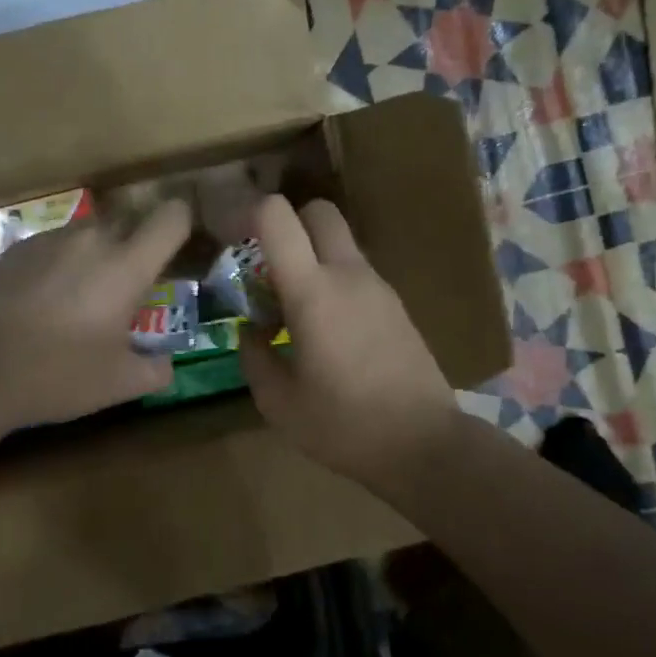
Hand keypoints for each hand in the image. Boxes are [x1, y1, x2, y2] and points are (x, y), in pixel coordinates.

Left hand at [0, 198, 192, 431]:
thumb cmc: (58, 375)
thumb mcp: (119, 384)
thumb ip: (156, 370)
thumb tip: (166, 363)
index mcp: (126, 265)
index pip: (172, 216)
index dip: (184, 224)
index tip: (182, 248)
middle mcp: (90, 239)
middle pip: (130, 222)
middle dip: (139, 246)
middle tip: (132, 287)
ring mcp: (48, 240)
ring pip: (89, 233)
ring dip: (98, 255)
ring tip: (82, 299)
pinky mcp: (14, 249)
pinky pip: (54, 245)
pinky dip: (61, 264)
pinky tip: (43, 303)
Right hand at [239, 196, 462, 493]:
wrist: (425, 445)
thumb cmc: (344, 426)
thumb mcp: (278, 402)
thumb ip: (253, 356)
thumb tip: (250, 331)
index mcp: (313, 291)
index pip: (277, 216)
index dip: (247, 213)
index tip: (230, 239)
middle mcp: (348, 274)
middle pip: (319, 211)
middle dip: (288, 224)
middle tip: (268, 266)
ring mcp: (378, 287)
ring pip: (339, 243)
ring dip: (311, 257)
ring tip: (293, 309)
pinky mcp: (396, 305)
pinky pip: (356, 273)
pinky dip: (333, 281)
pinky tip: (327, 331)